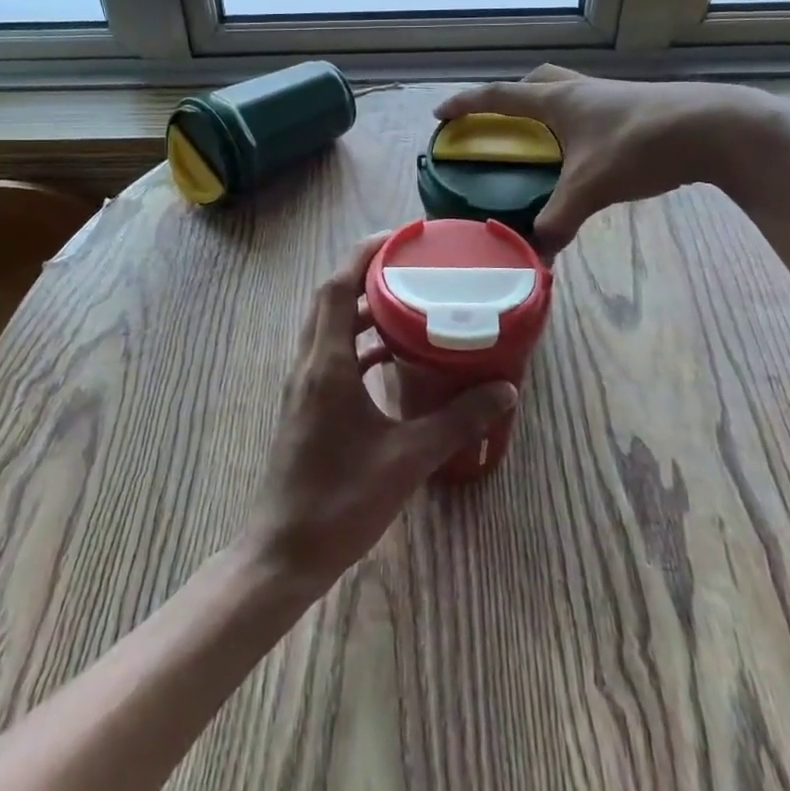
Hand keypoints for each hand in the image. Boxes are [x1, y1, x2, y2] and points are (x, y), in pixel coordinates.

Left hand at [243, 235, 517, 595]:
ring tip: (407, 303)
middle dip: (366, 274)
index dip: (363, 254)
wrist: (285, 552)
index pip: (338, 287)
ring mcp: (304, 384)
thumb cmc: (341, 501)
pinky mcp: (306, 404)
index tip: (398, 238)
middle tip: (409, 265)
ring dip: (362, 309)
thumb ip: (457, 421)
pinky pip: (332, 355)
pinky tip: (391, 358)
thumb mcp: (407, 459)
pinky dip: (358, 343)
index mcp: (327, 364)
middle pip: (331, 299)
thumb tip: (504, 389)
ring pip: (329, 326)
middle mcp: (310, 363)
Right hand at [436, 65, 789, 256]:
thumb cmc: (642, 145)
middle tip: (499, 121)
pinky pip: (591, 108)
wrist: (718, 128)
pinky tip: (586, 153)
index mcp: (558, 101)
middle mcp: (580, 90)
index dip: (467, 104)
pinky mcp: (636, 107)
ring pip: (566, 92)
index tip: (441, 113)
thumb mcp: (593, 187)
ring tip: (541, 140)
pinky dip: (576, 124)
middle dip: (510, 97)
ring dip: (546, 108)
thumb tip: (536, 254)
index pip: (500, 95)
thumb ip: (559, 220)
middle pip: (535, 82)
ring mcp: (610, 96)